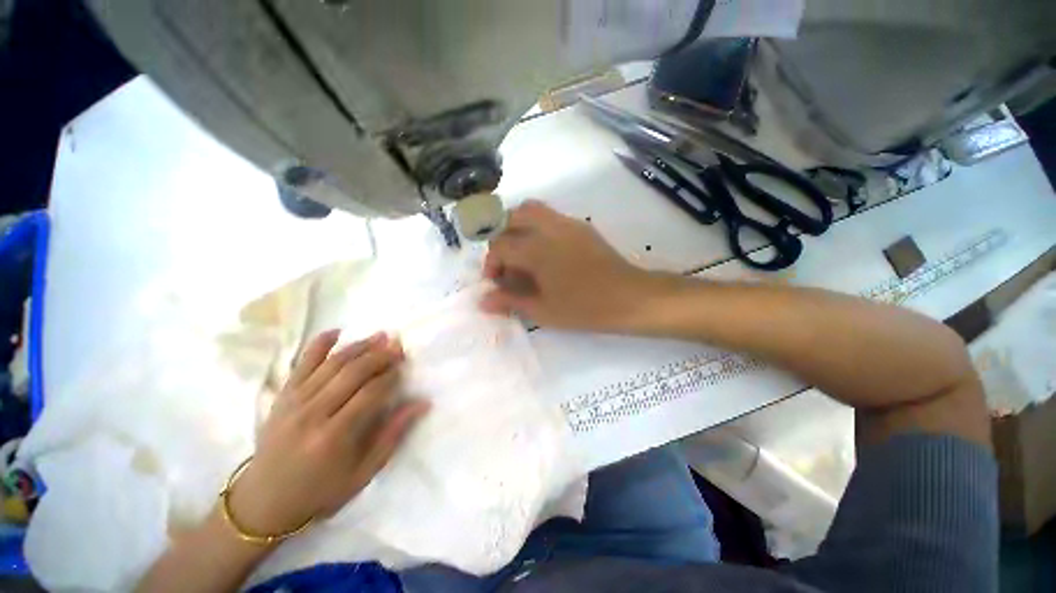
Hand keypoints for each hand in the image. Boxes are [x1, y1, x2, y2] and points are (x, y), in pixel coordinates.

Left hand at [225, 330, 428, 538]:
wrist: (262, 502)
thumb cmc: (320, 491)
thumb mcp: (363, 473)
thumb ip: (393, 435)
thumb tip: (422, 404)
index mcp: (334, 436)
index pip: (370, 393)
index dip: (391, 376)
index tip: (404, 366)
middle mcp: (312, 413)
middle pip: (352, 372)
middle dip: (379, 355)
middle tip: (398, 345)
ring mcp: (293, 402)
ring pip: (331, 363)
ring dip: (359, 346)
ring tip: (380, 336)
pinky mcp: (282, 396)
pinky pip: (301, 363)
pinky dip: (319, 345)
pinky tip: (337, 331)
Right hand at [481, 201, 658, 331]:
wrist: (630, 298)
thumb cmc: (584, 308)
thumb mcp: (543, 310)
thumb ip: (511, 301)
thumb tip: (483, 300)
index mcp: (536, 248)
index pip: (499, 246)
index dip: (492, 264)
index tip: (497, 282)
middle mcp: (548, 227)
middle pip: (512, 217)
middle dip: (502, 237)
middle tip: (507, 263)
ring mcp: (567, 223)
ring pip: (532, 210)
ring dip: (519, 227)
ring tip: (523, 254)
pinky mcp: (581, 226)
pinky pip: (550, 217)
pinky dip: (538, 228)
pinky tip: (546, 255)